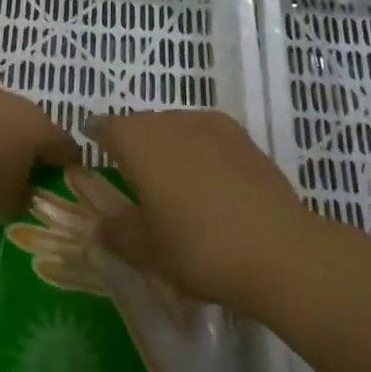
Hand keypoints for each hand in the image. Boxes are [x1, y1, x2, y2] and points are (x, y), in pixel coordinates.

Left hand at [0, 71, 79, 215]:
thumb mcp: (3, 200)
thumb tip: (23, 199)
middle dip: (29, 155)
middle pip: (34, 131)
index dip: (69, 168)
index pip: (67, 148)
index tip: (64, 185)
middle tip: (20, 181)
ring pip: (2, 122)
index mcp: (42, 130)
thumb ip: (19, 201)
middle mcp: (21, 106)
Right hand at [86, 109, 307, 311]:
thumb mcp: (145, 249)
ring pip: (177, 128)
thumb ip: (115, 230)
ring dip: (169, 148)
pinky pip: (208, 138)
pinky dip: (200, 154)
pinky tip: (208, 184)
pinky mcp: (245, 139)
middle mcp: (173, 121)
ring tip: (172, 183)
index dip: (96, 136)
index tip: (90, 147)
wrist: (279, 250)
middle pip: (143, 125)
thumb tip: (97, 223)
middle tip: (132, 178)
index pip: (106, 127)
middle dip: (134, 145)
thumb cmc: (197, 247)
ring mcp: (213, 125)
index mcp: (139, 140)